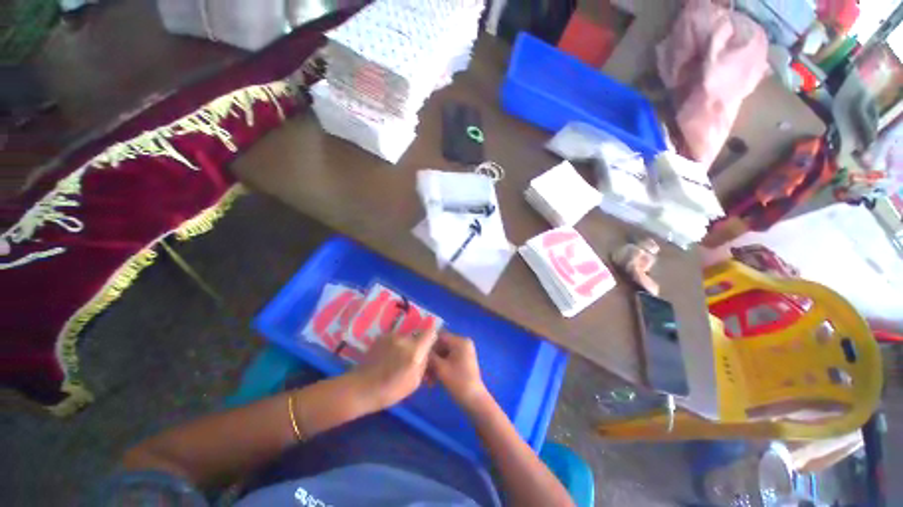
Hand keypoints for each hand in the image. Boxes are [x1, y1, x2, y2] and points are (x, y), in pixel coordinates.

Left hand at [351, 323, 439, 410]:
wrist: (362, 388)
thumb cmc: (391, 389)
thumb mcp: (415, 382)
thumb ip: (424, 364)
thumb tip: (427, 354)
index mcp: (415, 350)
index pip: (431, 332)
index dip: (432, 337)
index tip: (431, 346)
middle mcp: (404, 338)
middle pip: (417, 337)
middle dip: (417, 346)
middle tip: (411, 360)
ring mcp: (392, 336)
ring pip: (405, 338)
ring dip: (405, 346)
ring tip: (396, 361)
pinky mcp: (382, 337)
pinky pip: (394, 340)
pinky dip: (394, 346)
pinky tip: (387, 358)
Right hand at [429, 333, 489, 412]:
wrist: (474, 400)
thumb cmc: (458, 382)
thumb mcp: (440, 368)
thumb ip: (430, 356)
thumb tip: (421, 349)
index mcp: (460, 341)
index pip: (440, 336)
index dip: (428, 343)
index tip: (417, 352)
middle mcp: (463, 343)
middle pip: (441, 346)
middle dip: (431, 358)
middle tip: (421, 370)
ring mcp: (463, 352)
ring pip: (443, 354)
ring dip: (434, 365)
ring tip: (426, 379)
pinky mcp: (462, 361)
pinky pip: (448, 360)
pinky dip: (440, 368)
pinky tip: (432, 381)